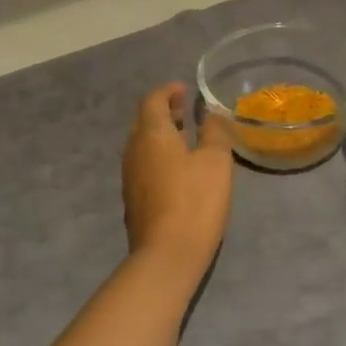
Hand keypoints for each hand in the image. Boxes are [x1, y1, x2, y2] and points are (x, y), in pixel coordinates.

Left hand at [122, 83, 233, 274]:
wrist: (167, 255)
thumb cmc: (195, 200)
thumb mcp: (215, 161)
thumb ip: (214, 132)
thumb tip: (209, 113)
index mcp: (152, 133)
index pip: (153, 100)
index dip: (168, 91)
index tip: (186, 90)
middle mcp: (134, 149)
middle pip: (144, 121)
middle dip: (164, 111)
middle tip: (186, 110)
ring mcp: (130, 176)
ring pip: (142, 143)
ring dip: (161, 134)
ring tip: (185, 136)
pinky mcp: (133, 198)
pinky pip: (144, 163)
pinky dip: (159, 154)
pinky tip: (178, 168)